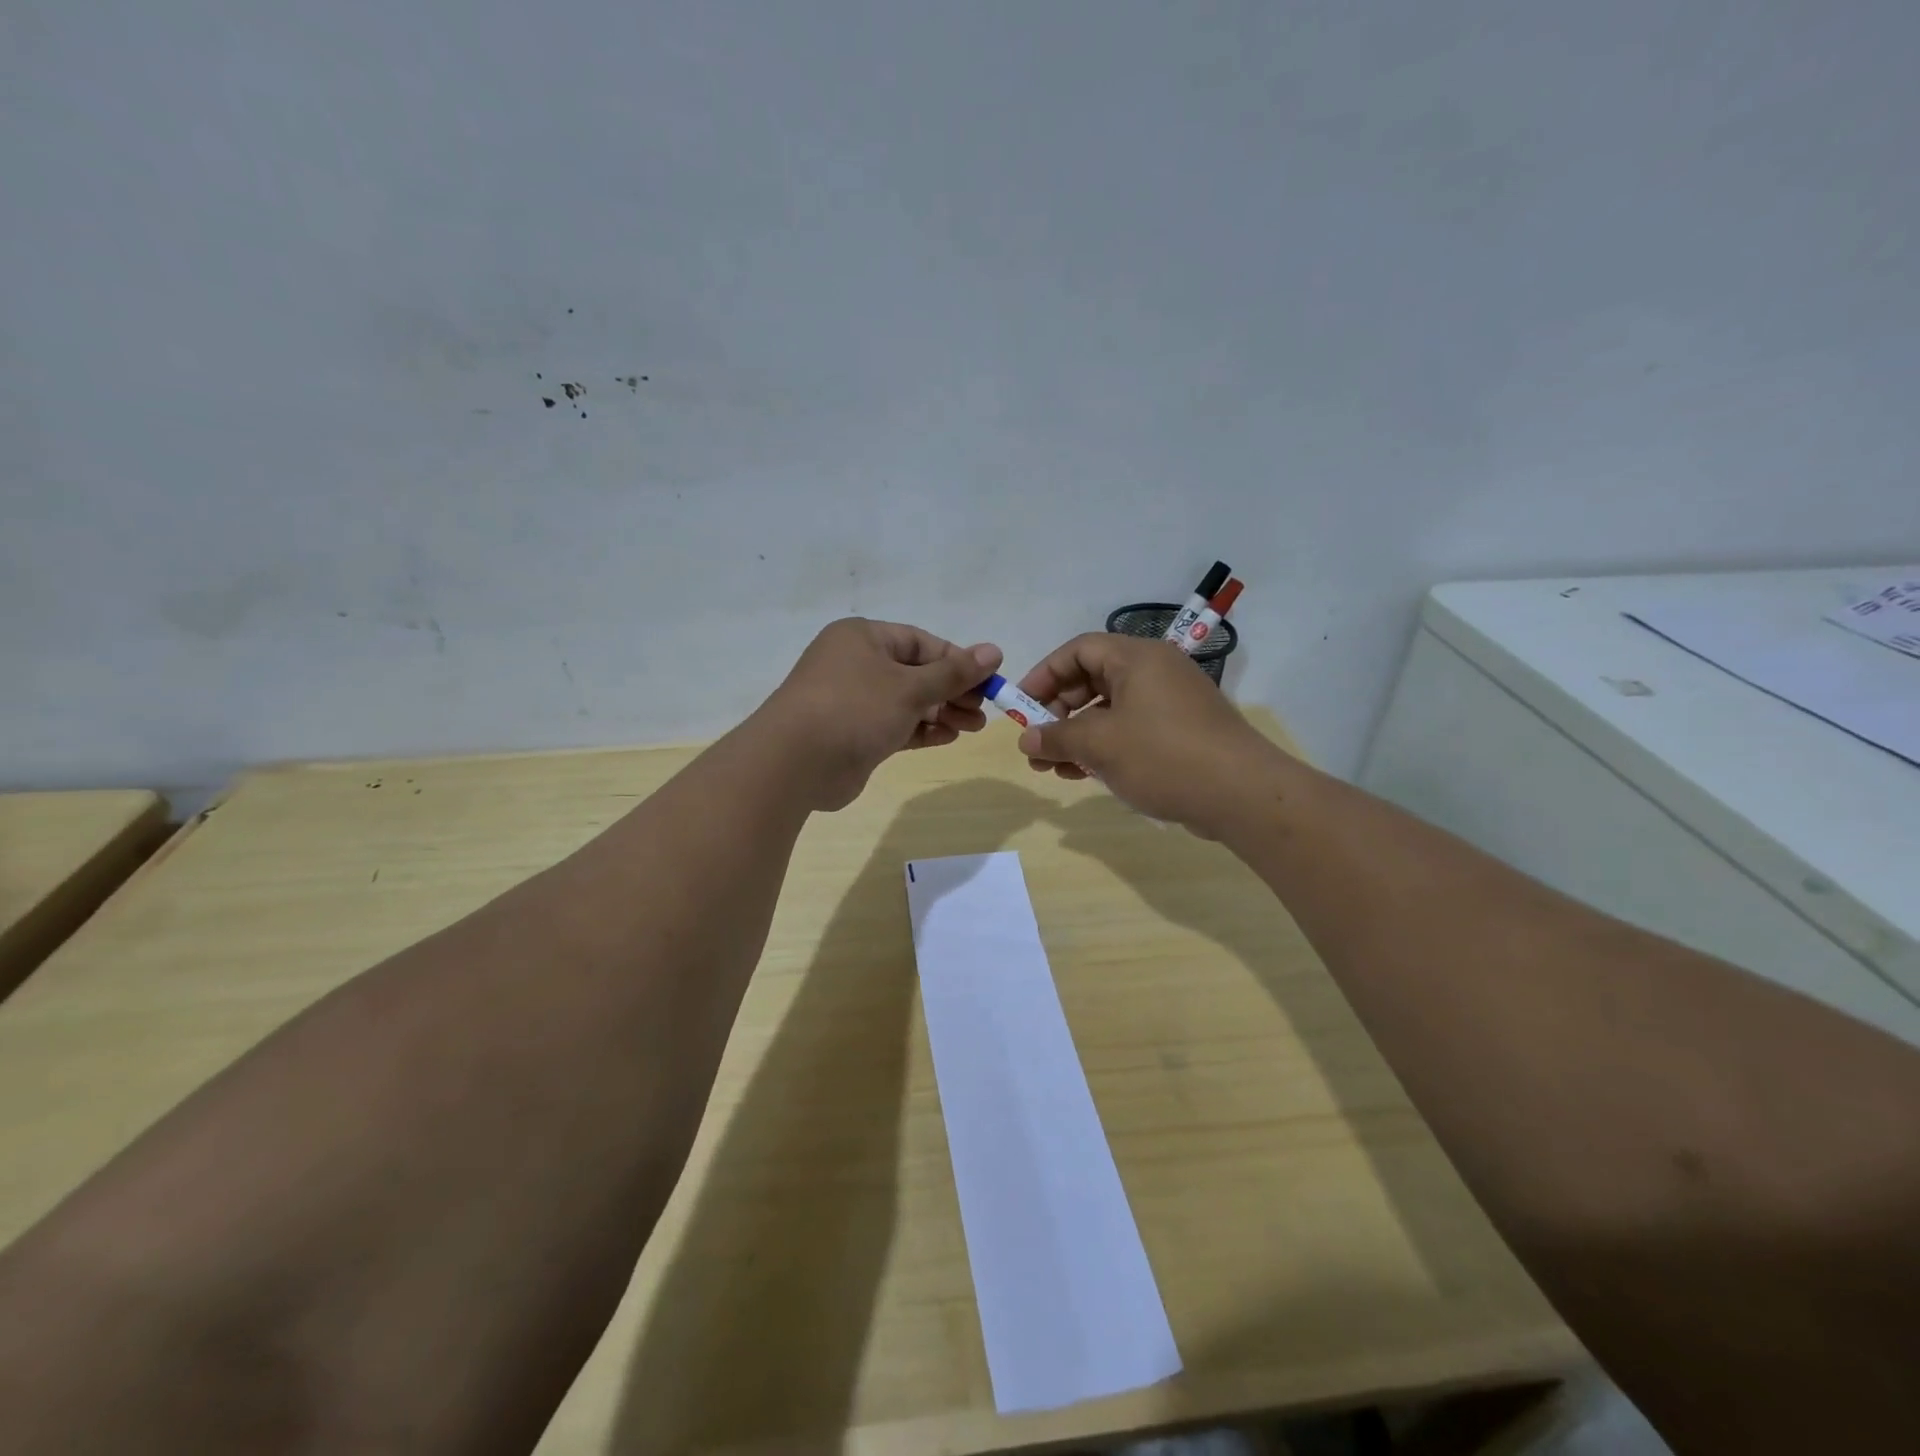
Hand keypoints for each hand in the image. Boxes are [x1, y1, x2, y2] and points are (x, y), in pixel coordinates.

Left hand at [755, 618, 1001, 810]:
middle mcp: (856, 664)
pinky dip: (921, 730)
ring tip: (973, 727)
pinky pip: (895, 726)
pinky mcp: (853, 734)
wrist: (795, 763)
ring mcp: (852, 701)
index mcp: (863, 638)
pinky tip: (947, 738)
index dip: (957, 660)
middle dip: (952, 691)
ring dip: (941, 712)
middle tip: (982, 711)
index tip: (988, 681)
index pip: (921, 642)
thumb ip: (954, 673)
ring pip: (907, 702)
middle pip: (915, 673)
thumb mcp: (910, 687)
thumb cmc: (854, 709)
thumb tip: (994, 651)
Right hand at [1014, 633, 1278, 834]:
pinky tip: (1084, 774)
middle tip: (1038, 743)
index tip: (1021, 707)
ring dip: (1077, 735)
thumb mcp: (1100, 745)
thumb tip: (1026, 741)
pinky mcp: (1181, 731)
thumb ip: (1057, 738)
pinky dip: (1104, 746)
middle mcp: (1155, 671)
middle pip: (1093, 679)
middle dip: (1058, 712)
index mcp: (1137, 658)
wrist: (1243, 795)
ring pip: (1110, 709)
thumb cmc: (1163, 756)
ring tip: (1054, 768)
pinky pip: (1131, 729)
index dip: (1044, 675)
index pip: (1078, 650)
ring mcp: (1171, 702)